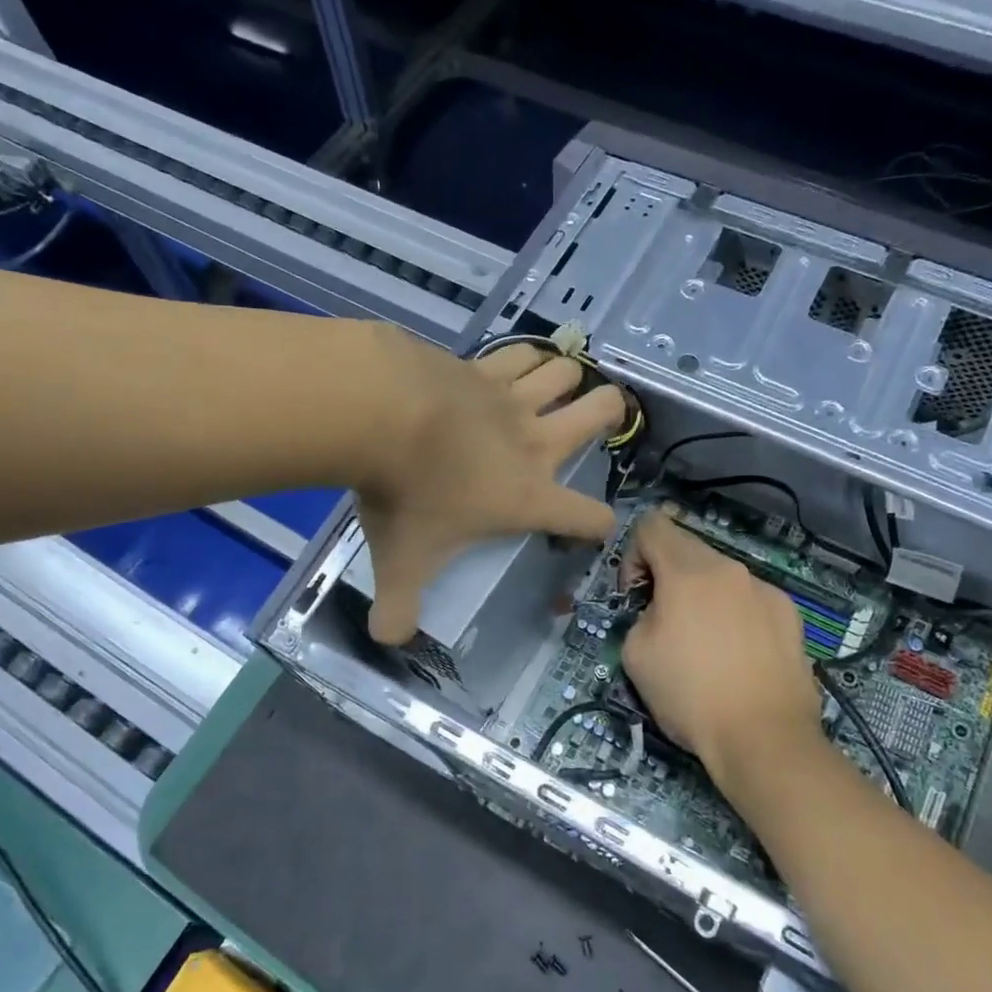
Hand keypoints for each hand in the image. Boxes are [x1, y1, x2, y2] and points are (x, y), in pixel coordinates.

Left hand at [359, 339, 626, 643]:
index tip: (589, 529)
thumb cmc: (404, 493)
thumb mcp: (402, 561)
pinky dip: (528, 358)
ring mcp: (511, 398)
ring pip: (567, 374)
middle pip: (602, 414)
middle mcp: (534, 442)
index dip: (597, 526)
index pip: (588, 517)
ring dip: (569, 381)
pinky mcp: (483, 365)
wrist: (381, 413)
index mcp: (528, 496)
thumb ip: (399, 606)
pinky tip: (518, 363)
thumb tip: (389, 638)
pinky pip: (522, 353)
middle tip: (597, 422)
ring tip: (556, 391)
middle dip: (610, 415)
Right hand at [620, 510, 824, 794]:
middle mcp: (731, 569)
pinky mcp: (791, 615)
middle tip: (665, 622)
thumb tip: (658, 611)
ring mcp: (766, 590)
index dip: (633, 555)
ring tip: (705, 646)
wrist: (765, 739)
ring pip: (721, 577)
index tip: (635, 597)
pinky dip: (735, 615)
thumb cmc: (690, 695)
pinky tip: (738, 657)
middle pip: (687, 548)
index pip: (651, 525)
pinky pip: (749, 600)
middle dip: (667, 576)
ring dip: (703, 597)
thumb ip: (640, 614)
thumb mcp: (636, 654)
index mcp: (689, 571)